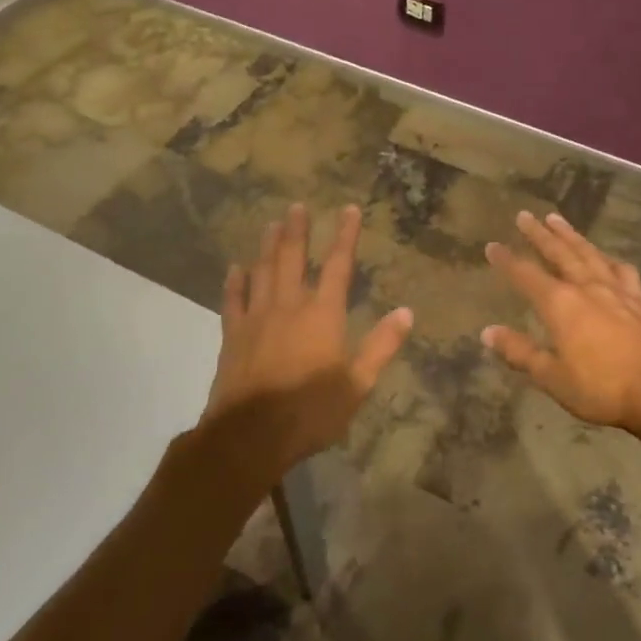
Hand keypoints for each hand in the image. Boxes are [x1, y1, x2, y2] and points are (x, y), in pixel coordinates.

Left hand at [198, 202, 412, 481]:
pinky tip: (235, 268)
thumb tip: (407, 312)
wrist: (250, 435)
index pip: (338, 265)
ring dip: (268, 246)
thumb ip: (382, 345)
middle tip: (297, 206)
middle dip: (297, 230)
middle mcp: (289, 305)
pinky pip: (233, 300)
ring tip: (272, 224)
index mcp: (323, 314)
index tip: (349, 209)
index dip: (345, 235)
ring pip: (262, 271)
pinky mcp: (233, 335)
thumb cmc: (311, 411)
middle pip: (292, 258)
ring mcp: (257, 318)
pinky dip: (235, 281)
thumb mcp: (358, 384)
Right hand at [483, 211, 640, 440]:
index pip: (526, 275)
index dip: (507, 260)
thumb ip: (520, 352)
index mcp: (560, 304)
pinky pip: (621, 270)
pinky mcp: (639, 301)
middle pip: (559, 253)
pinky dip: (609, 259)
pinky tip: (608, 258)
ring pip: (589, 254)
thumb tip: (487, 332)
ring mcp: (616, 291)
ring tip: (558, 220)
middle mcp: (586, 288)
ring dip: (571, 236)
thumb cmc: (601, 388)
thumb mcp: (552, 376)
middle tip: (525, 215)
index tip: (492, 245)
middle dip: (539, 234)